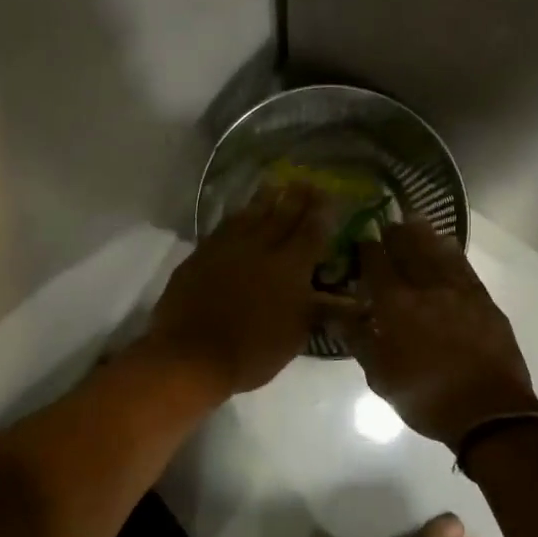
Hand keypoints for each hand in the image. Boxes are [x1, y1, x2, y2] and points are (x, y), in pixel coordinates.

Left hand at [145, 184, 345, 397]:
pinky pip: (225, 225)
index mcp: (291, 267)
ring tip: (275, 185)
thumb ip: (318, 311)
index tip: (329, 196)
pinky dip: (238, 215)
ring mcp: (228, 247)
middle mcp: (262, 248)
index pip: (312, 231)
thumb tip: (345, 300)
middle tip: (307, 181)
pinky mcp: (202, 253)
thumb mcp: (296, 337)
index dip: (322, 212)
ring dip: (266, 198)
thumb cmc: (252, 353)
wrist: (192, 355)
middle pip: (283, 214)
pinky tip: (241, 213)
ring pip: (251, 213)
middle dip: (297, 197)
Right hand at [337, 220, 536, 446]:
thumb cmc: (426, 398)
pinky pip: (464, 266)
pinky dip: (452, 252)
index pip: (376, 265)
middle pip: (408, 249)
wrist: (489, 412)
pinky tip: (447, 244)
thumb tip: (335, 313)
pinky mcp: (483, 300)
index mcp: (396, 306)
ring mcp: (459, 291)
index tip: (360, 237)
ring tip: (413, 221)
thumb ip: (357, 340)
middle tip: (386, 223)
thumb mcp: (381, 376)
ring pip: (438, 252)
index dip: (367, 248)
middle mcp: (426, 288)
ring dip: (423, 234)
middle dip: (395, 234)